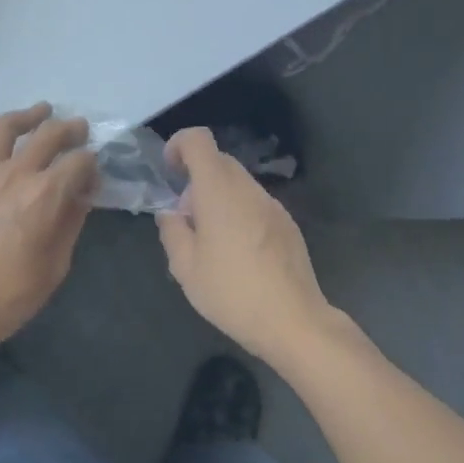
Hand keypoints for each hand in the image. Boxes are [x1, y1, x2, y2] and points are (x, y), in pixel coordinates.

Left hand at [0, 104, 97, 374]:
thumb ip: (71, 221)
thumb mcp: (56, 265)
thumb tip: (82, 193)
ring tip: (41, 111)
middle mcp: (14, 173)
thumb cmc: (9, 296)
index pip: (79, 162)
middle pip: (49, 134)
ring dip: (28, 115)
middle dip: (70, 129)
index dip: (91, 163)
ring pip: (6, 126)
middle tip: (78, 129)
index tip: (93, 172)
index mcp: (45, 196)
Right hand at [156, 127, 338, 366]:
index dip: (179, 145)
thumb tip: (170, 213)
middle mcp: (248, 189)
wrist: (294, 322)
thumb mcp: (185, 268)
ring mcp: (272, 205)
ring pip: (238, 184)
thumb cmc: (232, 292)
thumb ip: (172, 231)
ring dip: (218, 198)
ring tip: (211, 243)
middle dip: (195, 180)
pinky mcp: (287, 224)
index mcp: (219, 191)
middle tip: (186, 220)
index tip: (169, 172)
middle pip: (218, 161)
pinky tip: (238, 254)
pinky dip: (238, 213)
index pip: (198, 140)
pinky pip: (255, 204)